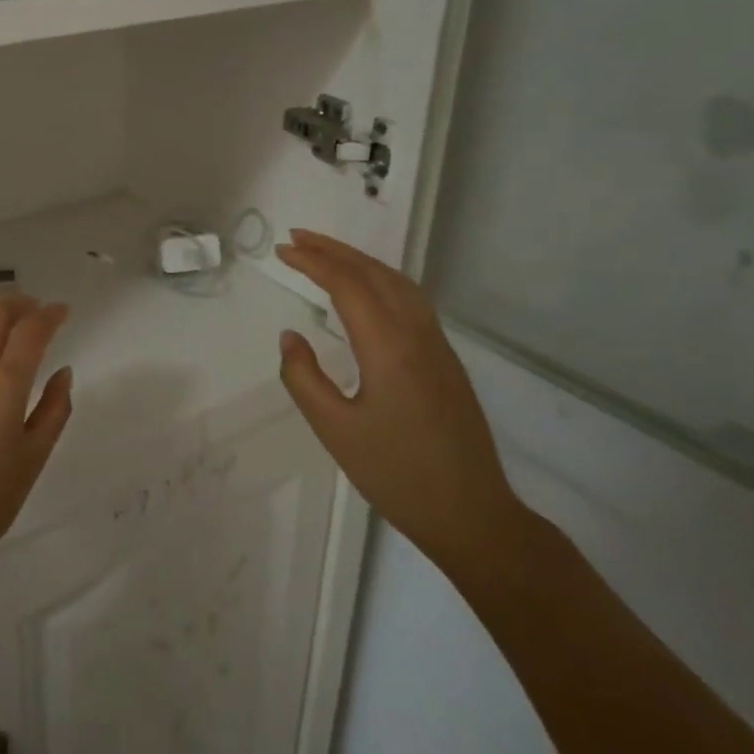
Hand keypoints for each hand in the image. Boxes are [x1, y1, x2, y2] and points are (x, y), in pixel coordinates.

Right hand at [275, 229, 524, 578]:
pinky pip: (411, 300)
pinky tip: (366, 289)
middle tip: (297, 238)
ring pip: (398, 283)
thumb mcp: (335, 430)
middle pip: (375, 273)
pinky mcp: (446, 359)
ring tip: (325, 254)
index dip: (313, 262)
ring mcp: (438, 345)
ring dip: (360, 261)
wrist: (471, 514)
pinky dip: (381, 279)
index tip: (282, 251)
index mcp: (389, 348)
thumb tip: (290, 337)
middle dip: (334, 250)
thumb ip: (304, 378)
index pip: (348, 285)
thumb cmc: (396, 475)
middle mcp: (418, 335)